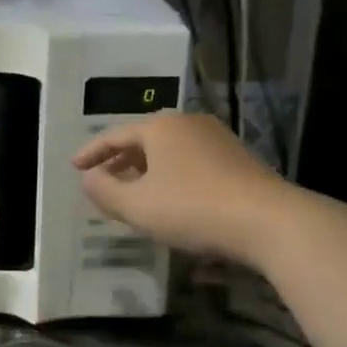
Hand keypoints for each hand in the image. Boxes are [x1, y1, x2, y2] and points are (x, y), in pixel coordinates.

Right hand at [73, 111, 295, 263]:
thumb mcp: (138, 206)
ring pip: (170, 151)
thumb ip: (105, 191)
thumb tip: (88, 178)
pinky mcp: (239, 160)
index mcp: (160, 127)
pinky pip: (192, 162)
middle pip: (144, 139)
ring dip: (147, 169)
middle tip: (102, 177)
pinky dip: (172, 175)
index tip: (74, 166)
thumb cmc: (194, 208)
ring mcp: (217, 139)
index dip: (91, 152)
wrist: (271, 222)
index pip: (115, 135)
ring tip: (134, 190)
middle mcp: (188, 124)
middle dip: (120, 159)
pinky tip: (172, 197)